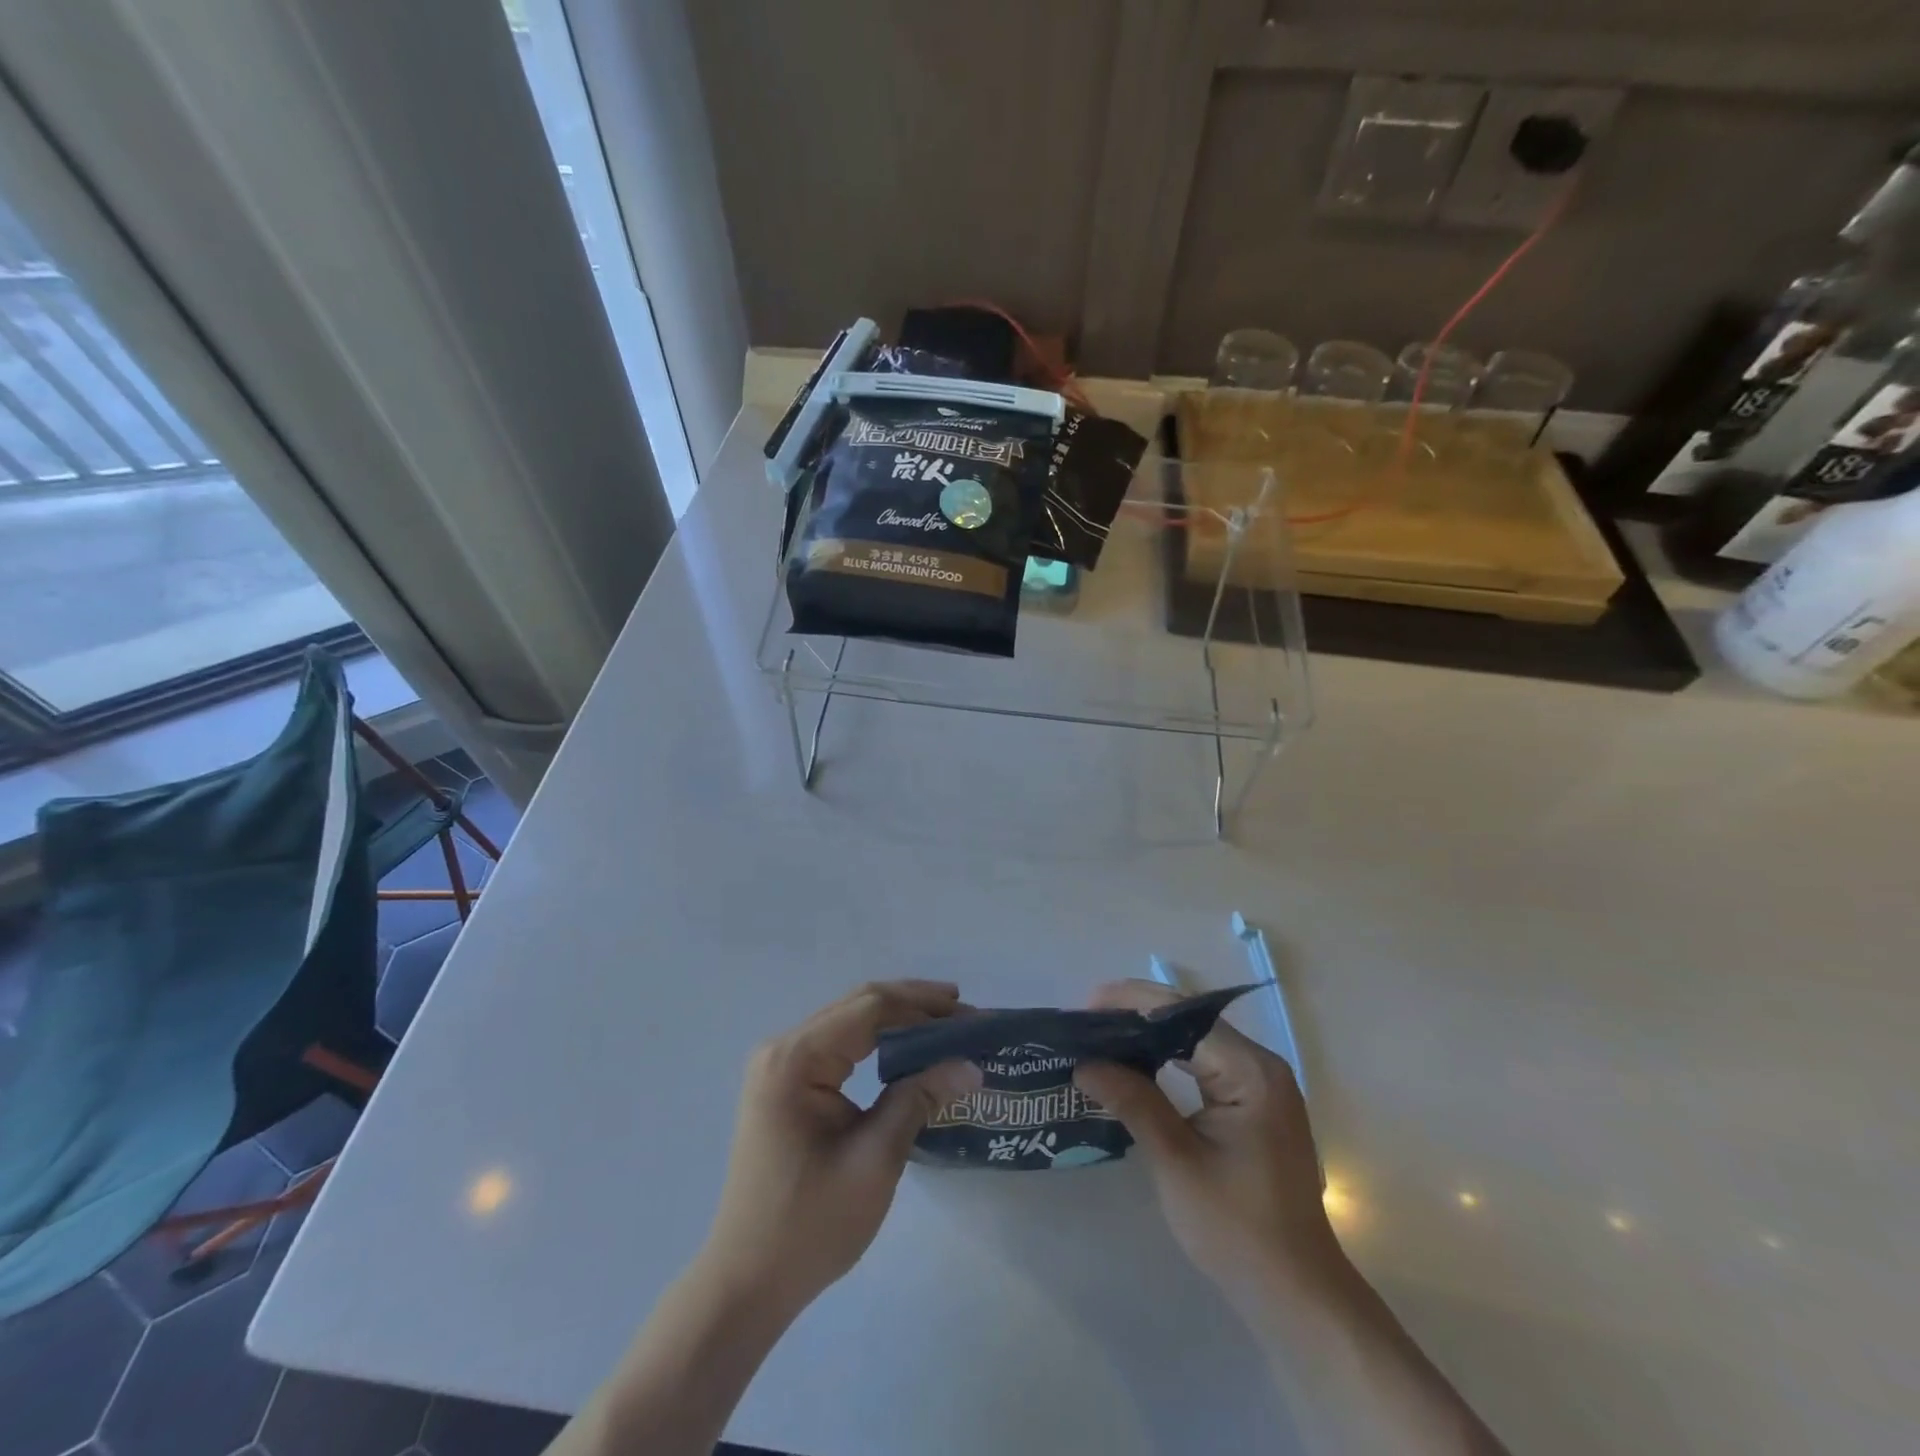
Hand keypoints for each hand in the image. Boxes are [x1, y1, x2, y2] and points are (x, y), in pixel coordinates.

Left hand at [698, 980, 980, 1316]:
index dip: (923, 1005)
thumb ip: (919, 1099)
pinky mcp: (784, 1085)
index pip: (869, 1009)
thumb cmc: (810, 1225)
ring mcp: (779, 1066)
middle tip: (965, 1013)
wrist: (746, 1283)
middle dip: (914, 1004)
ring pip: (848, 1021)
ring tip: (945, 1024)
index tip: (969, 1013)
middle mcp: (782, 1049)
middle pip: (858, 1005)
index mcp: (795, 1059)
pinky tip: (906, 1049)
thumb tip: (971, 1066)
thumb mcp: (875, 1160)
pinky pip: (837, 1045)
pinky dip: (876, 1041)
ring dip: (896, 1019)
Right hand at [1072, 979, 1338, 1308]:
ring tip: (1101, 1039)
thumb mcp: (1176, 1161)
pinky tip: (1136, 1066)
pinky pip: (1204, 1064)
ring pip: (1195, 1040)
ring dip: (1149, 1036)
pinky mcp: (1253, 1105)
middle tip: (1085, 1024)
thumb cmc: (1236, 1228)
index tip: (1085, 1008)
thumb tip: (1084, 1062)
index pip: (1183, 1015)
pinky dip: (1167, 1059)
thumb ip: (1132, 1101)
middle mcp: (1260, 1066)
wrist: (1295, 1295)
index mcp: (1250, 1071)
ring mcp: (1260, 1085)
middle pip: (1190, 1021)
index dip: (1132, 1003)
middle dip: (1136, 1016)